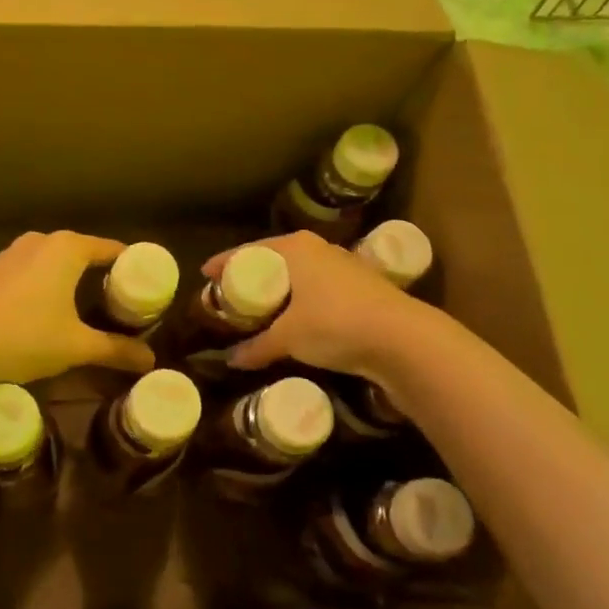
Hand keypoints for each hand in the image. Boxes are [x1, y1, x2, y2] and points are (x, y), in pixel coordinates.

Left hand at [0, 231, 157, 387]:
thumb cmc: (25, 337)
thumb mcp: (76, 347)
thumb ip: (116, 349)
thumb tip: (150, 360)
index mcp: (68, 248)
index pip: (113, 250)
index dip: (133, 269)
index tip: (147, 290)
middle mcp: (43, 240)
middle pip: (85, 253)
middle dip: (104, 276)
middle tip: (122, 304)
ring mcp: (15, 252)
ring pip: (57, 261)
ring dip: (74, 280)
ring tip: (90, 308)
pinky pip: (34, 270)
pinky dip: (49, 284)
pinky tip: (50, 310)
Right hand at [205, 231, 423, 379]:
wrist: (402, 339)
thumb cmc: (335, 324)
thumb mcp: (289, 338)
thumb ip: (257, 347)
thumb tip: (231, 360)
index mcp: (295, 248)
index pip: (249, 251)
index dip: (225, 263)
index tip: (205, 275)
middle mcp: (318, 248)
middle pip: (274, 259)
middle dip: (253, 276)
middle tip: (231, 295)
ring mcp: (343, 265)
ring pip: (299, 274)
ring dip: (280, 290)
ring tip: (261, 309)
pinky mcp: (361, 286)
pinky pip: (317, 288)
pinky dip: (301, 300)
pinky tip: (296, 320)